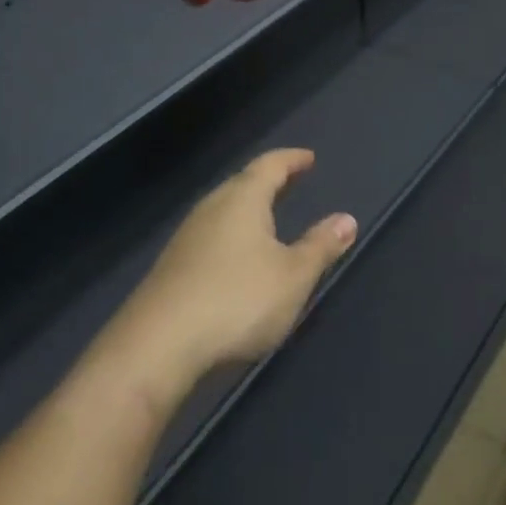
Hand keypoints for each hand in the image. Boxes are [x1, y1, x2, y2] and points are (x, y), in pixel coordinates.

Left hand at [113, 149, 357, 388]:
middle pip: (243, 183)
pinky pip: (211, 234)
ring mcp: (187, 236)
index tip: (308, 158)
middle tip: (291, 181)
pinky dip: (231, 233)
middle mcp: (213, 207)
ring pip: (224, 209)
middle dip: (269, 181)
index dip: (291, 160)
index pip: (270, 165)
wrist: (157, 346)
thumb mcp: (292, 277)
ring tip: (267, 217)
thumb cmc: (236, 300)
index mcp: (243, 198)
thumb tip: (347, 219)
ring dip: (248, 208)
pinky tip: (235, 256)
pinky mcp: (173, 267)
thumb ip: (320, 246)